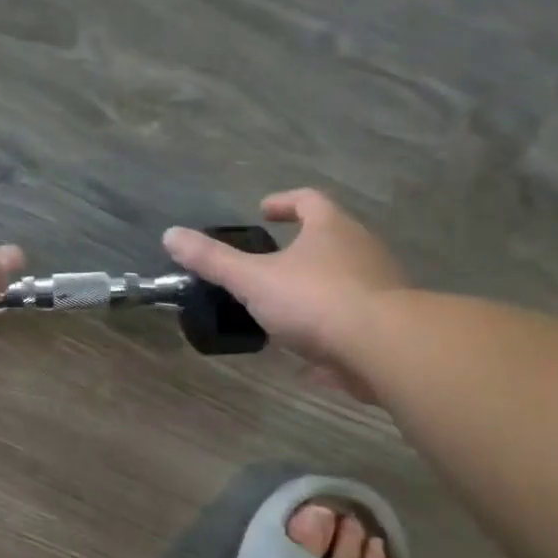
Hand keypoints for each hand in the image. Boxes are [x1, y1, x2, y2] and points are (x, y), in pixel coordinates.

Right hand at [163, 189, 405, 400]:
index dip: (283, 202)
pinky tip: (308, 356)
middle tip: (269, 262)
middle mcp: (362, 249)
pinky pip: (352, 321)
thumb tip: (171, 235)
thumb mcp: (253, 280)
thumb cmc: (315, 300)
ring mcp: (380, 287)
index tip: (263, 211)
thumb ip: (213, 260)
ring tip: (283, 309)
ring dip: (315, 288)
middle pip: (330, 238)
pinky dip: (329, 329)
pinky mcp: (387, 325)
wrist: (383, 347)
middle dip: (300, 247)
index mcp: (331, 229)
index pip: (308, 200)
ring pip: (344, 279)